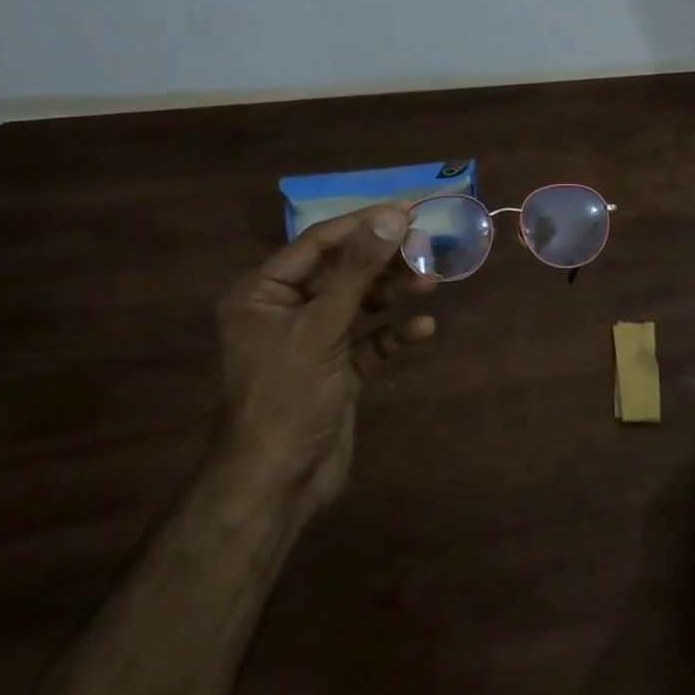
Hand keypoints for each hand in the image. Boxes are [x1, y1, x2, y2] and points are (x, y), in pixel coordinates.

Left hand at [216, 204, 435, 512]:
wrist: (278, 484)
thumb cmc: (288, 396)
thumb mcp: (321, 328)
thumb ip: (357, 272)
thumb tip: (391, 217)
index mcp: (262, 293)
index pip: (318, 244)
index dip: (363, 225)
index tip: (408, 210)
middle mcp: (285, 310)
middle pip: (343, 271)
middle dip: (384, 260)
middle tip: (427, 246)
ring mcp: (313, 340)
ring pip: (359, 303)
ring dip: (394, 292)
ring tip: (432, 282)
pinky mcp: (337, 369)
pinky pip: (370, 340)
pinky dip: (394, 333)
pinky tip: (422, 329)